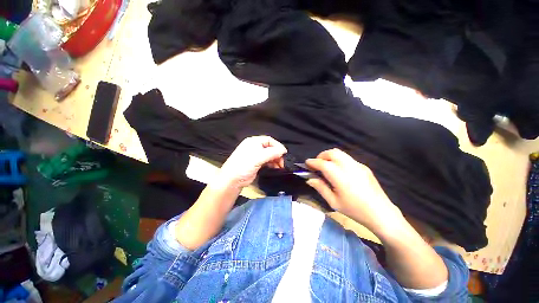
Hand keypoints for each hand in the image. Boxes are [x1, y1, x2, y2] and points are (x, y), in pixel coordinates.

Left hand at [216, 136, 286, 188]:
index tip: (284, 153)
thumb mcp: (259, 157)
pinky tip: (275, 168)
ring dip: (275, 160)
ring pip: (269, 155)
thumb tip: (283, 150)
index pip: (269, 140)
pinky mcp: (256, 163)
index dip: (277, 146)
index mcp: (253, 141)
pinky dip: (272, 164)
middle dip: (277, 154)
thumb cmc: (244, 165)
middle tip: (282, 162)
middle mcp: (255, 147)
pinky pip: (267, 161)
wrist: (232, 180)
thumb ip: (272, 153)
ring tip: (280, 166)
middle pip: (270, 147)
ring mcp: (255, 155)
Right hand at [305, 148, 402, 233]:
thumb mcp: (333, 202)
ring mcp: (358, 165)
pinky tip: (339, 172)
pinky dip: (339, 160)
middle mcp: (349, 166)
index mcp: (340, 176)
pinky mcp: (364, 167)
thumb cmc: (355, 210)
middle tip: (317, 165)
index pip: (322, 163)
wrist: (381, 213)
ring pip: (340, 153)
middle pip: (332, 153)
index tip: (307, 163)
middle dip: (321, 156)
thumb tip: (310, 179)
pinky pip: (348, 159)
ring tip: (327, 166)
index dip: (313, 162)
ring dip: (330, 156)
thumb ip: (320, 187)